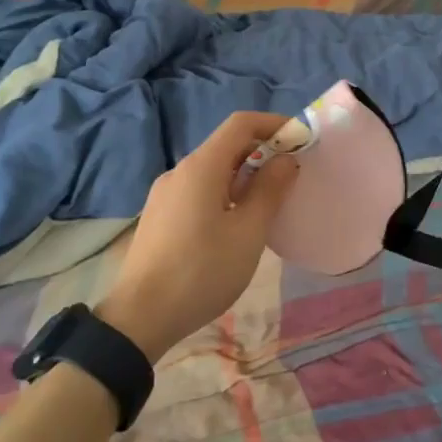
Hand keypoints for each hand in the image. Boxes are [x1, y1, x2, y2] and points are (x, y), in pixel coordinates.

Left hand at [96, 112, 299, 360]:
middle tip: (291, 177)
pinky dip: (224, 193)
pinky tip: (235, 225)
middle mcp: (179, 171)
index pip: (241, 124)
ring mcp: (165, 194)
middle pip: (226, 146)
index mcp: (201, 167)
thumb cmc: (202, 271)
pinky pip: (198, 191)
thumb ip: (269, 190)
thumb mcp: (248, 232)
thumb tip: (285, 160)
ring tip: (268, 204)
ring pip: (212, 171)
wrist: (140, 317)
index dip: (274, 124)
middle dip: (262, 152)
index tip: (301, 142)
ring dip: (244, 176)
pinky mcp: (159, 216)